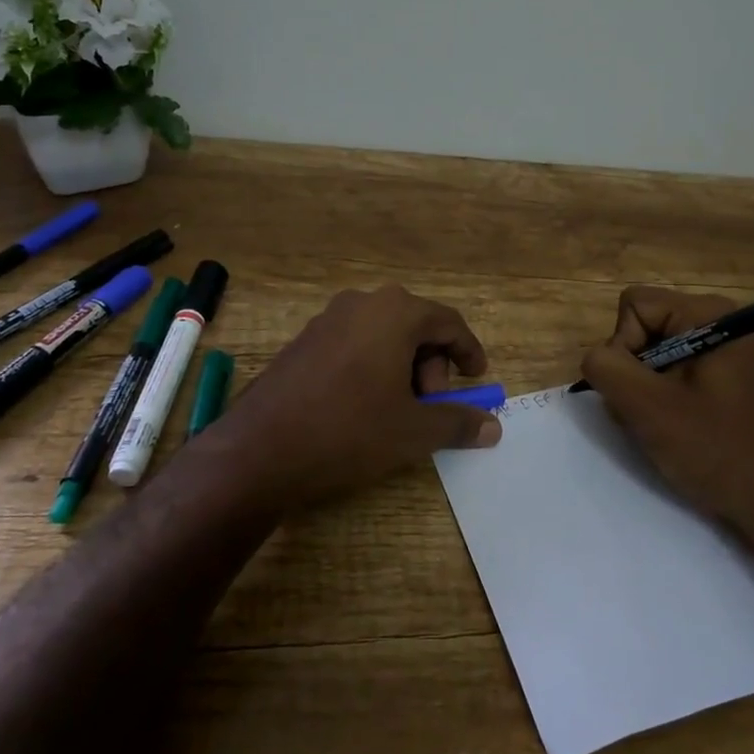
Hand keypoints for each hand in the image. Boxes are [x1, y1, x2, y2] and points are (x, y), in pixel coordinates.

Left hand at [209, 285, 502, 510]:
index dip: (469, 351)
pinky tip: (362, 408)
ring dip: (402, 369)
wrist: (259, 450)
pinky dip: (372, 369)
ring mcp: (327, 320)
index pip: (448, 322)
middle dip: (432, 367)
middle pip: (415, 327)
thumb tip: (493, 426)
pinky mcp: (303, 341)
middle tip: (431, 408)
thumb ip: (457, 422)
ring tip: (397, 413)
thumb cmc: (349, 431)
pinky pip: (354, 345)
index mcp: (394, 312)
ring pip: (383, 336)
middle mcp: (361, 304)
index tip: (477, 380)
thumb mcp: (413, 431)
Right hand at [578, 286, 753, 537]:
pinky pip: (674, 377)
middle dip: (633, 373)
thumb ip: (606, 368)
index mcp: (706, 314)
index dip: (623, 347)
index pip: (633, 307)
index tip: (641, 392)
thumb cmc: (719, 451)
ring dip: (645, 394)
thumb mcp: (648, 408)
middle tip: (651, 416)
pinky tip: (679, 434)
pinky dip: (664, 403)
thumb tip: (596, 358)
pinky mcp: (726, 382)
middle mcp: (718, 323)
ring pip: (654, 357)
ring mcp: (724, 353)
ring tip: (665, 430)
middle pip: (643, 329)